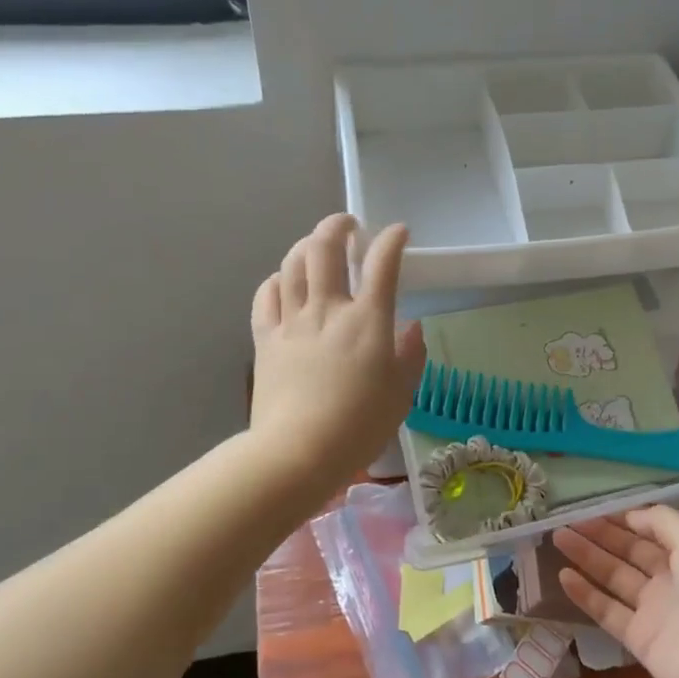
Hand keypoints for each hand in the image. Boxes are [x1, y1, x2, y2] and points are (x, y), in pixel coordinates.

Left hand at [249, 215, 426, 495]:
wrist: (298, 452)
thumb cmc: (359, 426)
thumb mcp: (401, 394)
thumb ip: (410, 354)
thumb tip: (412, 326)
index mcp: (368, 321)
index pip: (383, 264)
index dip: (392, 240)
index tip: (399, 232)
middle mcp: (328, 309)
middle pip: (325, 247)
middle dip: (338, 225)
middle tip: (349, 226)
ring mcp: (292, 321)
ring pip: (292, 263)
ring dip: (306, 244)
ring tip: (316, 246)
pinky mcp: (266, 338)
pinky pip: (266, 295)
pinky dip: (276, 280)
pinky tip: (283, 282)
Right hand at [554, 506, 678, 677]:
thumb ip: (664, 523)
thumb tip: (632, 514)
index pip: (650, 530)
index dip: (622, 518)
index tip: (592, 506)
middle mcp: (671, 579)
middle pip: (628, 551)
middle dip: (599, 534)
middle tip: (564, 520)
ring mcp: (654, 610)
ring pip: (613, 577)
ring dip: (587, 557)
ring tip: (557, 538)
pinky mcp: (640, 639)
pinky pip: (607, 611)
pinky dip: (586, 594)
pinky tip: (563, 576)